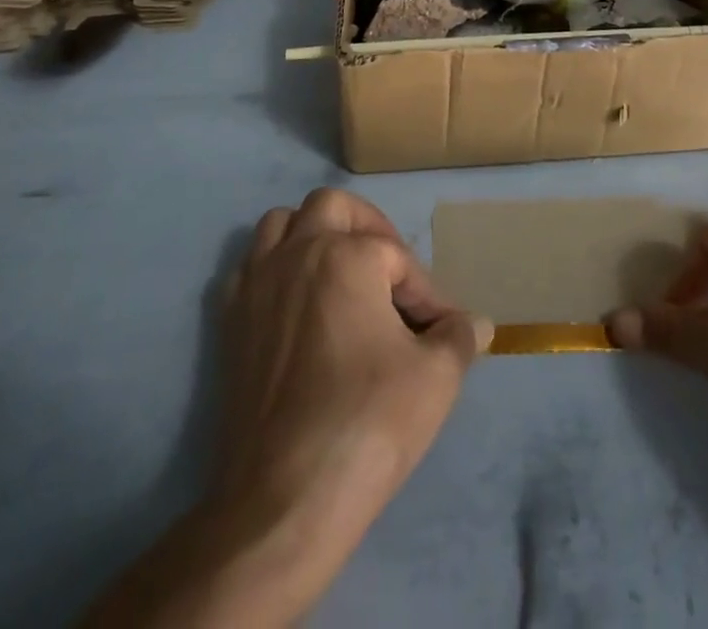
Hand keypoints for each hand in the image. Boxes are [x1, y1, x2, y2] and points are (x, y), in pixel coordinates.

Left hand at [210, 188, 490, 605]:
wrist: (282, 502)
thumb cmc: (367, 423)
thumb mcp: (436, 378)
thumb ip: (459, 338)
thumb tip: (478, 324)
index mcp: (346, 256)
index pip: (398, 256)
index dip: (427, 292)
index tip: (443, 330)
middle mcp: (296, 253)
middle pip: (332, 206)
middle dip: (366, 228)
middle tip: (389, 268)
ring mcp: (256, 285)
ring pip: (281, 224)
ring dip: (313, 235)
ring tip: (341, 273)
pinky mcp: (229, 322)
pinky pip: (250, 267)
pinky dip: (274, 269)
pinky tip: (296, 306)